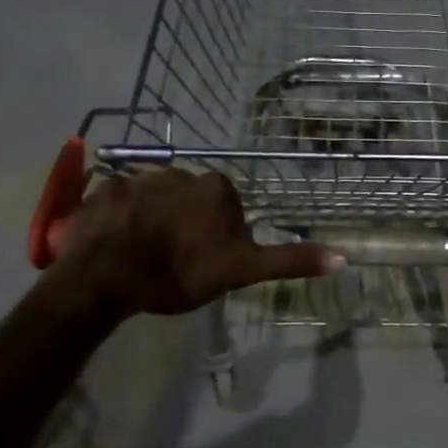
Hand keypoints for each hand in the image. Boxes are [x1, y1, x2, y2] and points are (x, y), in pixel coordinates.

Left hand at [52, 168, 339, 316]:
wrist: (108, 275)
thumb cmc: (180, 271)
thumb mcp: (241, 271)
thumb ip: (288, 261)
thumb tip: (343, 256)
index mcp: (215, 188)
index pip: (226, 206)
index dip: (218, 234)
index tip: (206, 259)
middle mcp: (180, 172)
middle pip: (190, 198)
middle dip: (185, 222)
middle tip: (174, 258)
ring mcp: (138, 177)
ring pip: (154, 198)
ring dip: (151, 219)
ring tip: (141, 254)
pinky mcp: (104, 189)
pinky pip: (118, 201)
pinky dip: (119, 219)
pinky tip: (115, 245)